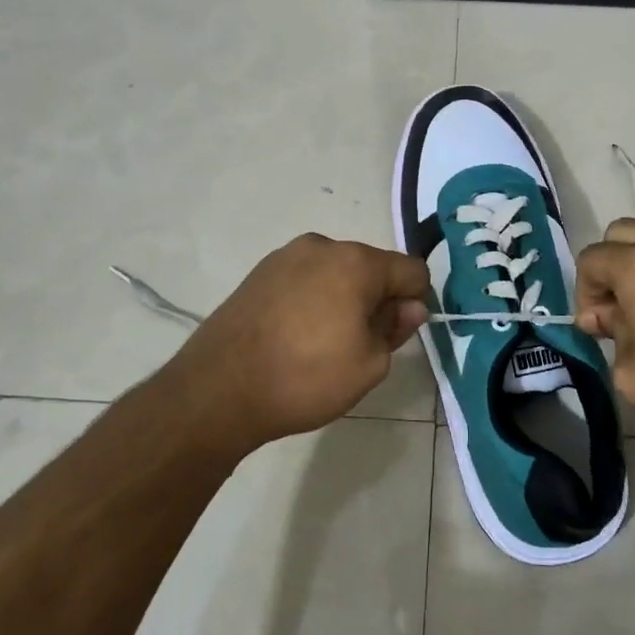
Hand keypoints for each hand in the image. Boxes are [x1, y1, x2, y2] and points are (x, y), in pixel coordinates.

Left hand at [163, 234, 428, 453]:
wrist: (218, 389)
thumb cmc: (305, 377)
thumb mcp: (369, 364)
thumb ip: (396, 328)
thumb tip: (410, 307)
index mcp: (356, 262)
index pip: (412, 270)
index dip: (416, 301)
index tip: (399, 332)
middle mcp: (322, 246)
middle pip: (371, 267)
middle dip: (377, 298)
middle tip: (361, 344)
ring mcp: (286, 256)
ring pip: (336, 272)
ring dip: (343, 298)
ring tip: (322, 343)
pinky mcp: (259, 272)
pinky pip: (305, 279)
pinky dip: (312, 300)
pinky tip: (295, 335)